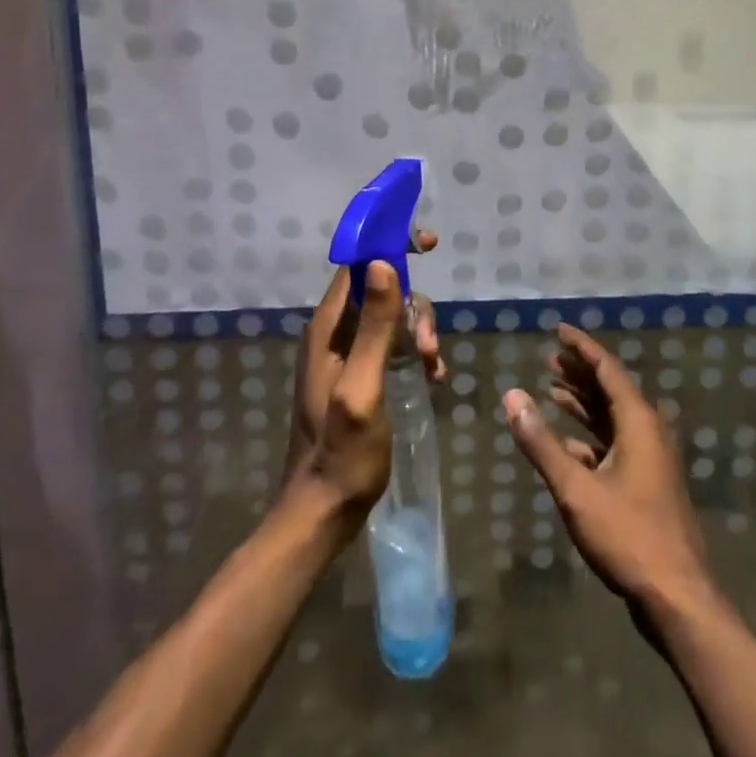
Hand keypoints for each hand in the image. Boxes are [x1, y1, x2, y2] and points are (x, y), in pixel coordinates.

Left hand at [284, 234, 441, 518]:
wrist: (322, 512)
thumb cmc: (342, 453)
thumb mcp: (363, 388)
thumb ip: (375, 328)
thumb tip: (382, 262)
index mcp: (327, 327)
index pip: (357, 263)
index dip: (390, 245)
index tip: (427, 245)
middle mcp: (334, 332)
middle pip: (382, 289)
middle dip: (413, 309)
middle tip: (431, 348)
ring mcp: (345, 353)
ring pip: (392, 317)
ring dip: (419, 334)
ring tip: (433, 370)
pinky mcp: (358, 374)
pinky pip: (392, 344)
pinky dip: (415, 353)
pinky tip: (432, 379)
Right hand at [505, 325, 711, 614]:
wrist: (677, 598)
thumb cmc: (627, 535)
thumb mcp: (575, 488)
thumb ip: (541, 442)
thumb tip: (512, 396)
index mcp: (639, 421)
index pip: (608, 368)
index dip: (582, 347)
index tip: (559, 330)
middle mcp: (649, 431)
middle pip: (611, 389)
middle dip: (580, 372)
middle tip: (548, 360)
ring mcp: (652, 459)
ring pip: (613, 418)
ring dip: (584, 404)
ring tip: (551, 390)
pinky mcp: (649, 484)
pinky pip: (617, 445)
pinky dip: (591, 438)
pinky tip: (567, 443)